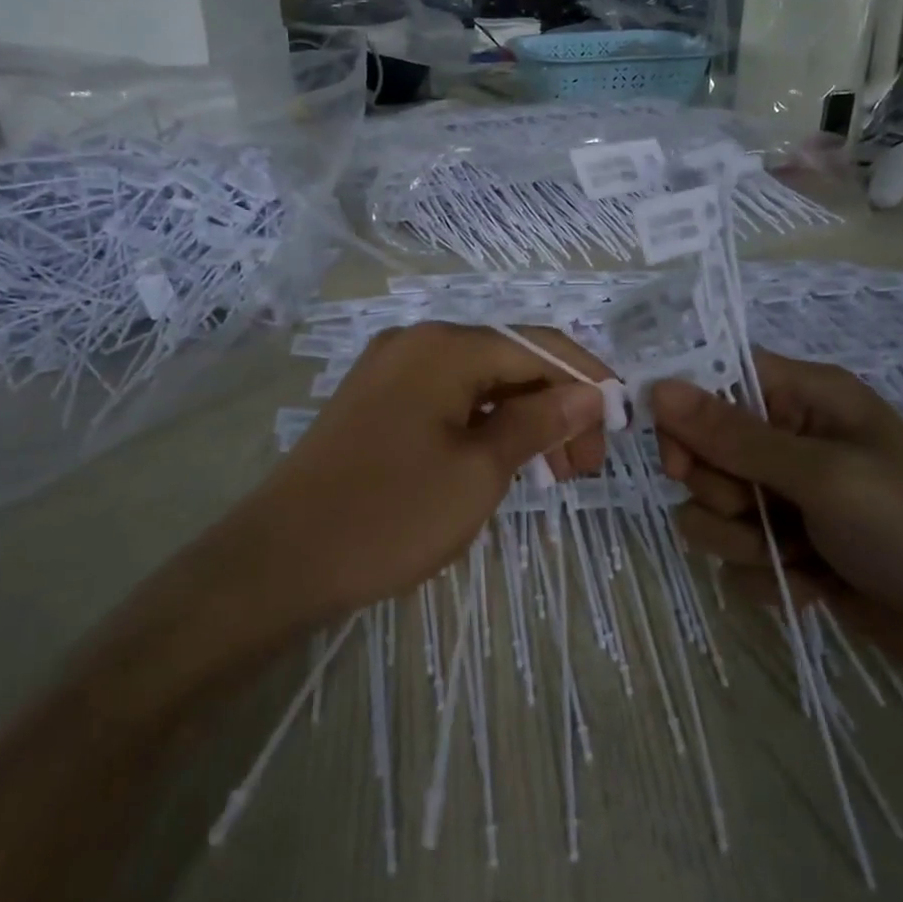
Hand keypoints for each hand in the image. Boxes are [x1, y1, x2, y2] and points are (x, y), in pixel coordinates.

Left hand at [221, 322, 610, 619]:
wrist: (283, 559)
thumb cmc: (392, 514)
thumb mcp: (479, 471)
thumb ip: (540, 423)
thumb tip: (590, 393)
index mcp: (445, 346)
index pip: (539, 347)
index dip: (587, 381)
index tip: (619, 428)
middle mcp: (417, 342)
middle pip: (509, 361)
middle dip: (556, 406)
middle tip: (583, 466)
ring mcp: (390, 370)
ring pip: (478, 383)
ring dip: (521, 419)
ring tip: (552, 472)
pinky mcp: (375, 402)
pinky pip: (446, 400)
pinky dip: (483, 425)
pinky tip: (501, 460)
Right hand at [651, 351, 902, 705]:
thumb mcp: (823, 475)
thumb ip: (734, 436)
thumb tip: (659, 388)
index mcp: (806, 399)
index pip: (715, 379)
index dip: (685, 413)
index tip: (679, 457)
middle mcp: (790, 442)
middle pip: (702, 450)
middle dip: (718, 490)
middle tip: (755, 510)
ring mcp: (789, 501)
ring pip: (710, 509)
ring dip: (738, 540)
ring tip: (792, 558)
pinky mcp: (792, 553)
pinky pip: (736, 556)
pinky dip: (765, 576)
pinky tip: (813, 588)